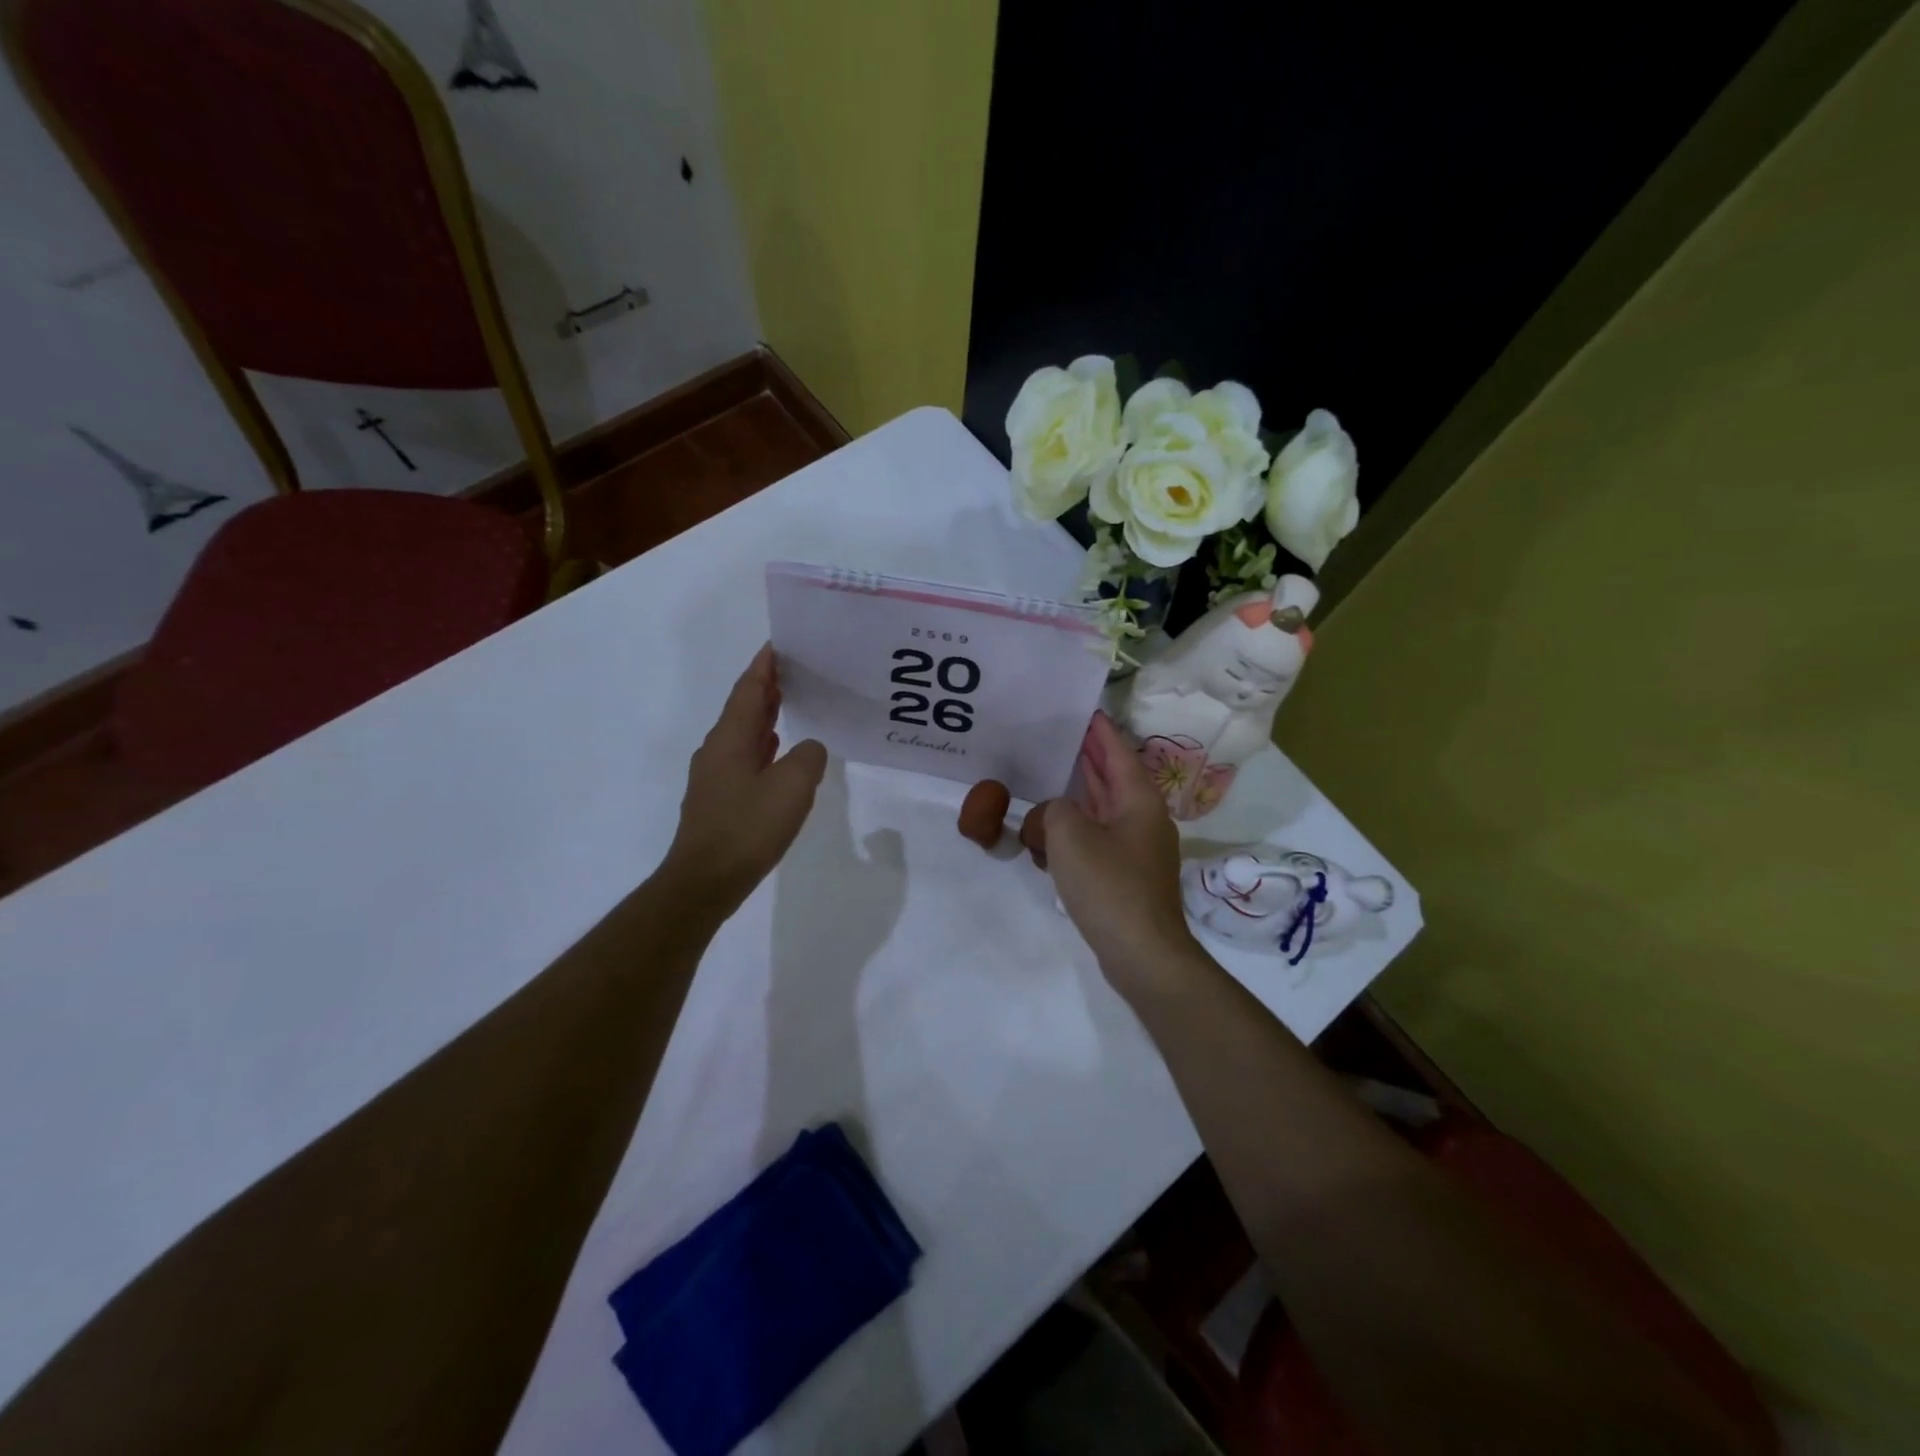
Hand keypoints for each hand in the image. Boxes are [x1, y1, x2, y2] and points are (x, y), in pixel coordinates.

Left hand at [660, 646, 826, 918]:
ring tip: (792, 702)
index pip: (749, 689)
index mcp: (731, 738)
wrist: (704, 881)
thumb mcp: (792, 787)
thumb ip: (808, 758)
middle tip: (796, 669)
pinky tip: (777, 752)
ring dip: (765, 715)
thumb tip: (809, 749)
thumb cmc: (747, 828)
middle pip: (743, 707)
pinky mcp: (719, 799)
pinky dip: (763, 745)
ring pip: (743, 733)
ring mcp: (714, 775)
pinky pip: (744, 757)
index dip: (765, 665)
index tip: (781, 643)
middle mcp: (717, 749)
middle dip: (767, 686)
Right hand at [1044, 712, 1199, 996]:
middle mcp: (1143, 820)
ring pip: (1104, 812)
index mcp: (1139, 801)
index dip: (1100, 731)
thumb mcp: (1069, 836)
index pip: (1118, 753)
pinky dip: (1076, 833)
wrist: (1142, 953)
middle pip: (1113, 779)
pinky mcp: (1127, 877)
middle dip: (1089, 759)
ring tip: (1050, 781)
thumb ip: (1051, 812)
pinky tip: (1050, 837)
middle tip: (1062, 738)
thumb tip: (1049, 818)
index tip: (1084, 711)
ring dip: (1078, 797)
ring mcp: (1137, 851)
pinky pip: (1098, 841)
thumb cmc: (1109, 886)